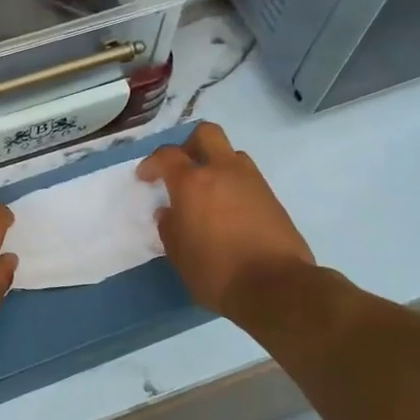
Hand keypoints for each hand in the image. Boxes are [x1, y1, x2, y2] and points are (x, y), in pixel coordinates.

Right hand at [138, 122, 313, 316]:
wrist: (274, 286)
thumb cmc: (216, 271)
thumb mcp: (179, 255)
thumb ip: (170, 228)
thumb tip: (168, 213)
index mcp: (193, 182)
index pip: (167, 156)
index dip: (152, 163)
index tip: (145, 178)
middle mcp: (223, 171)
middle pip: (206, 134)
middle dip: (189, 145)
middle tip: (181, 169)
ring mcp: (252, 181)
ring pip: (231, 154)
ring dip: (216, 164)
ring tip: (207, 192)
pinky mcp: (272, 197)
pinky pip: (247, 177)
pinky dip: (233, 184)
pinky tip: (228, 211)